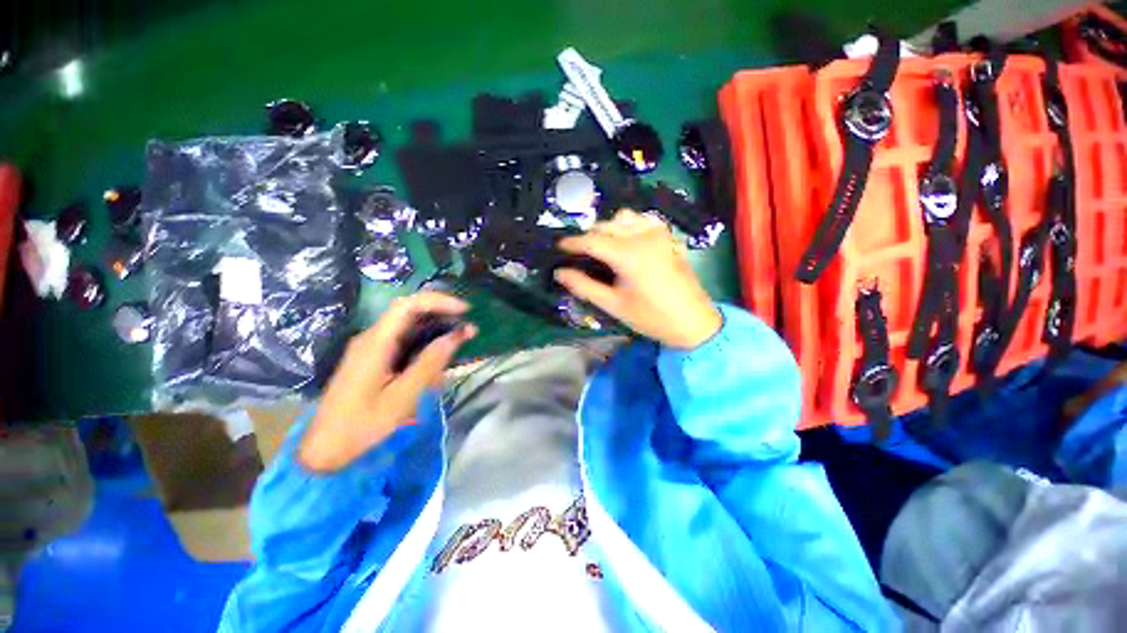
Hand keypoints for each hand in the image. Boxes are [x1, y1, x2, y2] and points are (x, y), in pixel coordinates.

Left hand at [298, 292, 475, 471]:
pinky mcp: (374, 358)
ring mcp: (371, 347)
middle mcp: (372, 338)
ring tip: (459, 341)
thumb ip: (429, 364)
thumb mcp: (402, 397)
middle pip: (409, 311)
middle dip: (442, 314)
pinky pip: (403, 341)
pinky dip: (425, 342)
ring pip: (408, 326)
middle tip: (467, 328)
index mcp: (376, 343)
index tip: (465, 311)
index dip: (439, 301)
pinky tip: (438, 356)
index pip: (408, 306)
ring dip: (436, 329)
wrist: (326, 448)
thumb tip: (456, 336)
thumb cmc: (363, 425)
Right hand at [556, 209, 721, 348]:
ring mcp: (658, 233)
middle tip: (578, 254)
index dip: (572, 243)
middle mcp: (643, 236)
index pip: (592, 241)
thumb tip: (559, 273)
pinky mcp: (667, 236)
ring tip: (601, 248)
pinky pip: (642, 220)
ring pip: (623, 218)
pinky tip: (625, 241)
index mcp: (629, 255)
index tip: (558, 246)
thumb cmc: (651, 317)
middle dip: (588, 236)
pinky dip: (628, 225)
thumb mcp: (613, 305)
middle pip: (606, 226)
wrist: (693, 321)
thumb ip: (584, 286)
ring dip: (608, 228)